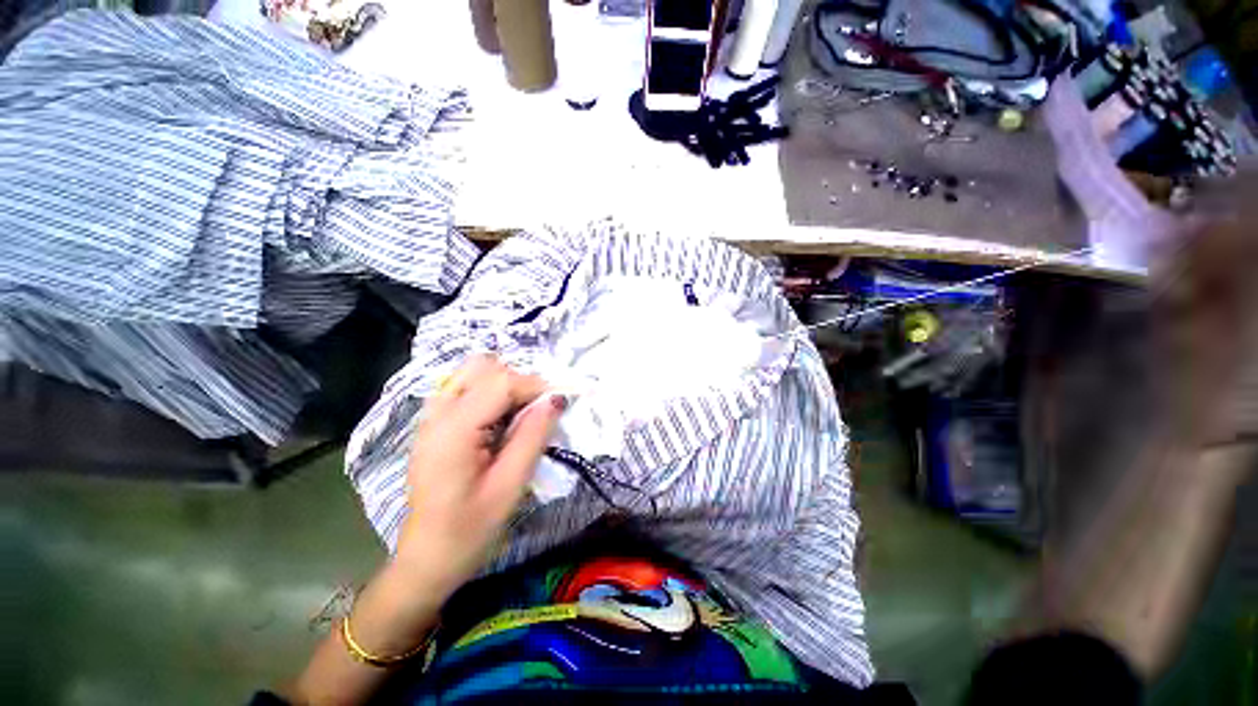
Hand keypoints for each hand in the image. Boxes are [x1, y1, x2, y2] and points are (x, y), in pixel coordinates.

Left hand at [393, 355, 564, 605]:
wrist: (427, 559)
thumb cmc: (469, 529)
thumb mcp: (510, 485)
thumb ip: (533, 435)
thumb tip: (556, 399)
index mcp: (453, 430)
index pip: (501, 382)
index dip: (536, 385)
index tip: (559, 402)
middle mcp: (436, 413)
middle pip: (484, 367)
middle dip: (519, 381)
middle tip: (538, 412)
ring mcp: (431, 416)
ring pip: (473, 372)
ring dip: (504, 384)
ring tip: (521, 415)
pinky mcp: (434, 423)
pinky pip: (466, 387)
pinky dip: (491, 392)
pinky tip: (501, 420)